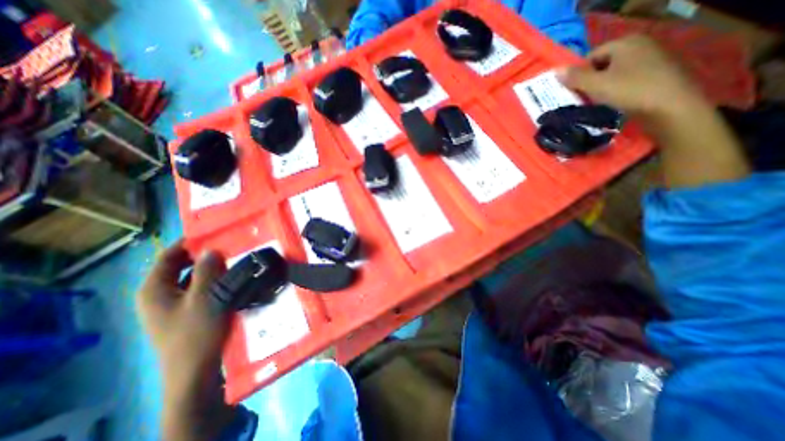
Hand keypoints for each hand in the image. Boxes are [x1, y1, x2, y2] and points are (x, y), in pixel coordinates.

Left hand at [137, 242, 234, 440]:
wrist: (195, 371)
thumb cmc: (196, 332)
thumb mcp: (204, 298)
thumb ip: (207, 271)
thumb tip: (211, 249)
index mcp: (154, 289)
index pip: (169, 255)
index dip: (189, 243)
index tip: (214, 233)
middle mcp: (159, 294)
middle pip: (181, 266)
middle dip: (204, 255)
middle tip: (230, 246)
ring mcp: (172, 305)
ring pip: (192, 277)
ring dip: (212, 268)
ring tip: (234, 260)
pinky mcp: (186, 312)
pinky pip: (199, 288)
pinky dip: (213, 281)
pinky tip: (231, 279)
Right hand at [554, 34, 709, 119]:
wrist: (671, 107)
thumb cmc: (630, 91)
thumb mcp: (597, 85)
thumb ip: (575, 78)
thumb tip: (556, 72)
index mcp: (626, 43)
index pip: (591, 56)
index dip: (579, 74)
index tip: (573, 91)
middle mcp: (640, 46)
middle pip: (602, 64)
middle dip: (590, 81)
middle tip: (582, 98)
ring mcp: (651, 60)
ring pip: (614, 74)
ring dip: (601, 88)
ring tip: (595, 103)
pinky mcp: (656, 75)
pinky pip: (626, 80)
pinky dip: (616, 91)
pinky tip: (613, 103)